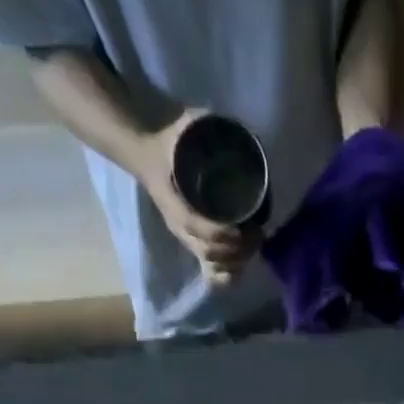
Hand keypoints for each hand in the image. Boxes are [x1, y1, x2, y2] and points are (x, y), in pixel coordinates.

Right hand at [139, 109, 258, 287]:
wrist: (145, 159)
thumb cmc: (166, 145)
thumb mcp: (179, 130)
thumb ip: (199, 126)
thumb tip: (229, 127)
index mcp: (173, 203)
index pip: (196, 226)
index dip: (220, 233)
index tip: (243, 228)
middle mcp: (180, 228)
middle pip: (209, 252)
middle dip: (238, 249)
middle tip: (258, 233)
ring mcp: (188, 240)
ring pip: (213, 265)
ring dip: (237, 261)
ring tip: (254, 244)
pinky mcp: (195, 246)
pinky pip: (210, 274)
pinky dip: (227, 277)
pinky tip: (241, 267)